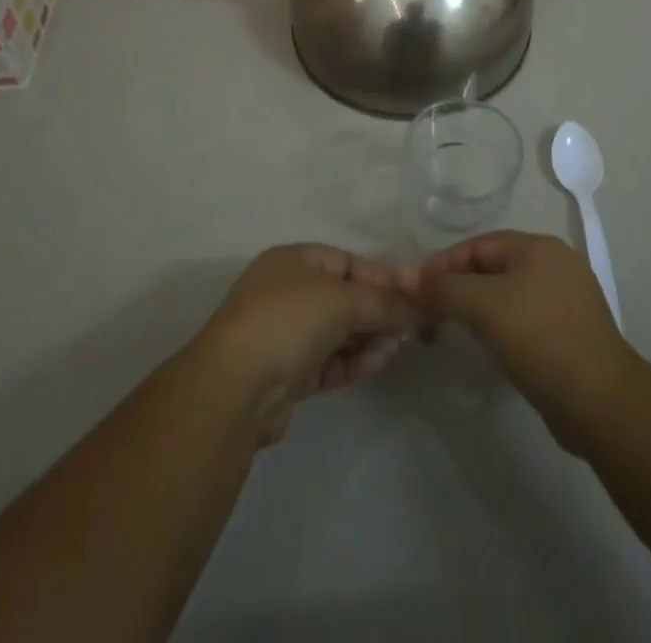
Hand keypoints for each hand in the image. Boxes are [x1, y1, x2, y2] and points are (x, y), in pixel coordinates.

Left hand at [190, 244, 417, 445]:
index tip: (411, 298)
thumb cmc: (287, 322)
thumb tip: (417, 308)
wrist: (233, 389)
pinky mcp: (287, 373)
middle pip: (345, 297)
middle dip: (377, 312)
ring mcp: (285, 333)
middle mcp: (288, 291)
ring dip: (368, 339)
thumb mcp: (341, 300)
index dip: (380, 278)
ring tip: (393, 350)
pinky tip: (375, 365)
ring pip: (339, 332)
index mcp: (294, 260)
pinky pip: (329, 361)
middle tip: (408, 330)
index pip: (347, 262)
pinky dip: (352, 362)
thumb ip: (383, 303)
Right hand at [404, 230, 638, 452]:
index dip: (442, 264)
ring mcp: (566, 299)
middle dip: (456, 286)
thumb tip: (404, 276)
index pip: (477, 245)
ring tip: (447, 329)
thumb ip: (443, 287)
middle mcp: (555, 264)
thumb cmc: (540, 339)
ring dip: (476, 308)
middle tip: (426, 311)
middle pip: (492, 267)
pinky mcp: (571, 332)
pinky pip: (523, 318)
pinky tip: (486, 346)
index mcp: (538, 247)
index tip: (413, 289)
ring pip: (507, 294)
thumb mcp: (484, 306)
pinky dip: (499, 326)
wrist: (601, 402)